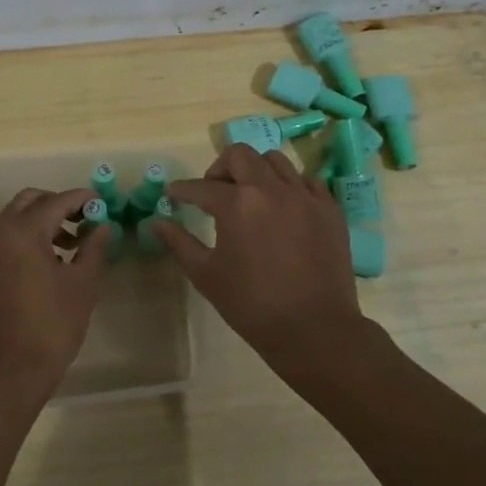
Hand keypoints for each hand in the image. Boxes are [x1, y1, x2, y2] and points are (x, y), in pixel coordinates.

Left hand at [0, 186, 110, 406]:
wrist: (7, 372)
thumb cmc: (51, 326)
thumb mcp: (82, 285)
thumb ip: (93, 248)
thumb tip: (103, 226)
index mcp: (23, 231)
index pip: (57, 201)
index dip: (82, 199)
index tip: (103, 202)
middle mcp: (0, 233)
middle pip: (30, 201)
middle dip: (58, 204)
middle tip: (85, 219)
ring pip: (16, 219)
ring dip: (43, 221)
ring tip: (74, 243)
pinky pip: (8, 239)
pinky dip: (30, 238)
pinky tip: (53, 261)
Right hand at [152, 143, 362, 382]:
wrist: (314, 329)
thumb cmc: (252, 305)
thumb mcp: (206, 275)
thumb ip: (179, 243)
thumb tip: (156, 222)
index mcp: (237, 204)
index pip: (200, 186)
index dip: (181, 189)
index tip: (172, 193)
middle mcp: (271, 189)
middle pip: (240, 155)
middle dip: (219, 168)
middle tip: (213, 191)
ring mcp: (304, 196)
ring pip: (275, 161)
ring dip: (255, 170)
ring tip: (250, 195)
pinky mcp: (329, 209)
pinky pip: (307, 181)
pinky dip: (290, 186)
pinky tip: (283, 207)